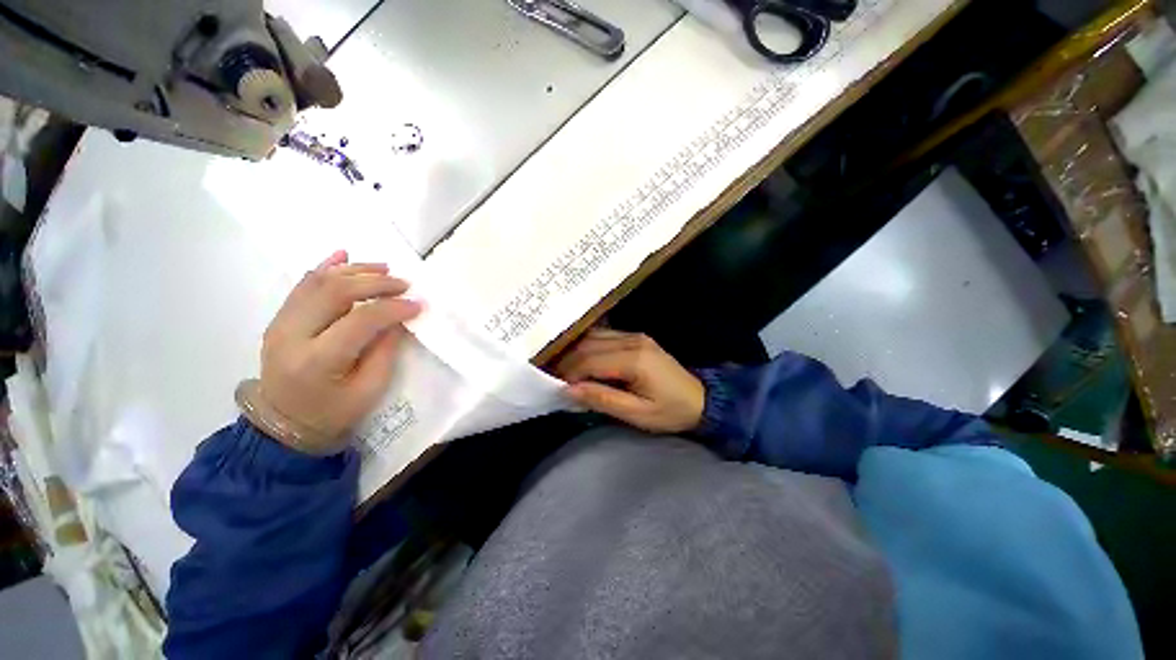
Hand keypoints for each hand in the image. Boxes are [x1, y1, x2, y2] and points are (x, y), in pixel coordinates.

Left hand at [250, 251, 421, 453]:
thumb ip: (385, 351)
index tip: (418, 304)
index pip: (359, 320)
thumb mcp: (369, 390)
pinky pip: (302, 285)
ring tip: (385, 269)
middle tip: (404, 284)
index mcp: (317, 360)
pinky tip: (344, 255)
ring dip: (355, 271)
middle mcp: (292, 335)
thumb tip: (399, 319)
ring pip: (318, 282)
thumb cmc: (332, 413)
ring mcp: (281, 323)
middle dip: (375, 282)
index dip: (393, 308)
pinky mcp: (280, 318)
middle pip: (335, 292)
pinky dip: (325, 267)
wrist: (282, 423)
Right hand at [555, 329, 704, 433]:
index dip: (568, 373)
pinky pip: (603, 336)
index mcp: (634, 359)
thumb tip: (567, 390)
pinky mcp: (635, 337)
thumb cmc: (670, 411)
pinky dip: (588, 347)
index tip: (555, 387)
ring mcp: (634, 335)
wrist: (701, 399)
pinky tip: (581, 359)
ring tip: (563, 370)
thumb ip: (602, 399)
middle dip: (567, 361)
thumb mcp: (637, 414)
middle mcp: (632, 340)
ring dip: (575, 352)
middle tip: (554, 378)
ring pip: (593, 337)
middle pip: (588, 344)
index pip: (589, 360)